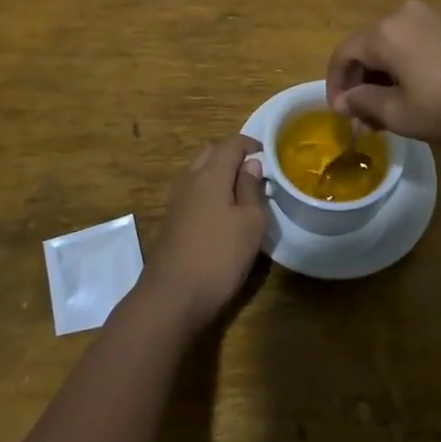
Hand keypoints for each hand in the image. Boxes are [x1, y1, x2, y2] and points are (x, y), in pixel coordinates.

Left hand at [139, 134, 267, 332]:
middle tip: (256, 171)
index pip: (232, 144)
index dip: (251, 144)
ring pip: (200, 172)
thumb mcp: (251, 223)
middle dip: (233, 155)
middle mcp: (190, 179)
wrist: (171, 297)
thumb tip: (251, 164)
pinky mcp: (172, 220)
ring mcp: (177, 200)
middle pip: (212, 153)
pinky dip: (210, 191)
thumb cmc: (219, 256)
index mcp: (211, 174)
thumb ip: (252, 189)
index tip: (269, 156)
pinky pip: (194, 192)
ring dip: (220, 173)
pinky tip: (222, 212)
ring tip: (242, 191)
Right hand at [325, 0, 440, 152]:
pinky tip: (414, 96)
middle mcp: (404, 15)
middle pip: (367, 47)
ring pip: (391, 46)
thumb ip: (365, 103)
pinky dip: (404, 68)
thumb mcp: (401, 115)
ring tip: (388, 114)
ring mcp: (432, 18)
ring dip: (382, 78)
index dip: (335, 85)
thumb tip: (346, 99)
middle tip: (364, 120)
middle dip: (360, 83)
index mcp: (385, 32)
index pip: (343, 53)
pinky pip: (413, 44)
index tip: (341, 115)